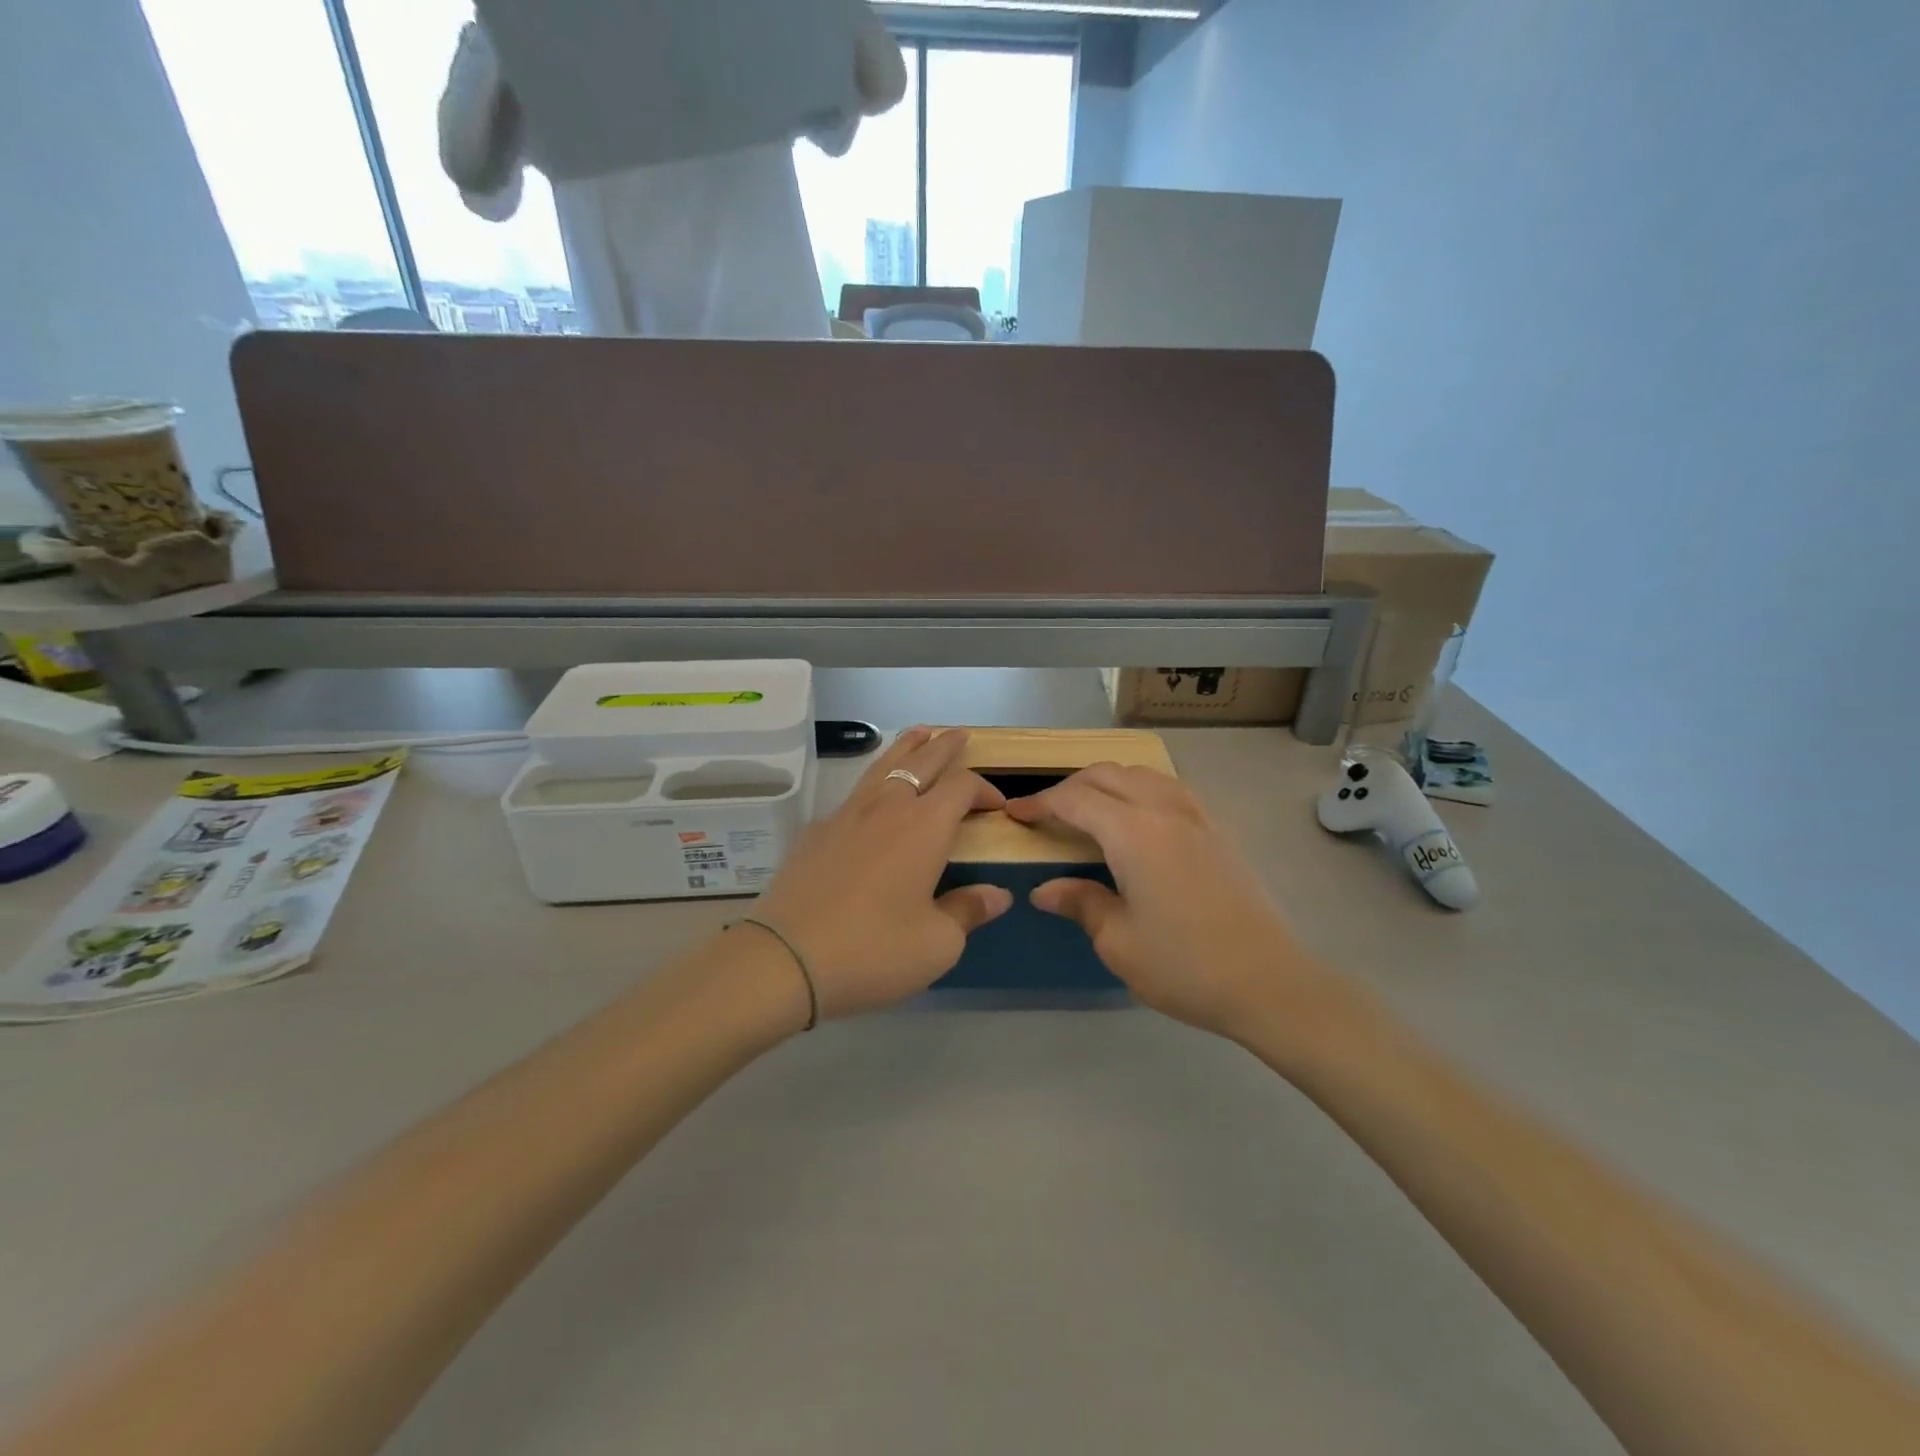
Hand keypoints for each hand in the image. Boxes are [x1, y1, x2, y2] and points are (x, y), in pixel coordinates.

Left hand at [749, 728, 1012, 1019]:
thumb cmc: (874, 949)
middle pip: (921, 760)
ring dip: (906, 747)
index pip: (962, 786)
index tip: (997, 805)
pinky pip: (855, 792)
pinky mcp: (817, 831)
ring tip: (919, 733)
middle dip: (944, 745)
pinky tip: (872, 796)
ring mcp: (847, 814)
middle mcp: (888, 807)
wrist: (787, 958)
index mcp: (925, 826)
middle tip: (959, 734)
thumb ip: (969, 911)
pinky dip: (875, 781)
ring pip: (883, 765)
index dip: (984, 788)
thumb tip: (998, 895)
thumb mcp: (937, 943)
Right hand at [1005, 765, 1333, 1038]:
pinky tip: (1136, 817)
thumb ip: (1080, 903)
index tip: (1014, 813)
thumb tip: (1044, 889)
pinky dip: (1139, 788)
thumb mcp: (1118, 942)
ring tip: (1087, 808)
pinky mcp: (1217, 830)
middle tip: (1046, 812)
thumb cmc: (1185, 966)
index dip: (1040, 803)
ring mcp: (1196, 816)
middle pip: (1107, 775)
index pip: (1075, 800)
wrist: (1269, 982)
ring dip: (1106, 781)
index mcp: (1134, 833)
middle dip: (1069, 786)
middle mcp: (1164, 810)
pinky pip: (1169, 788)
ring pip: (1141, 774)